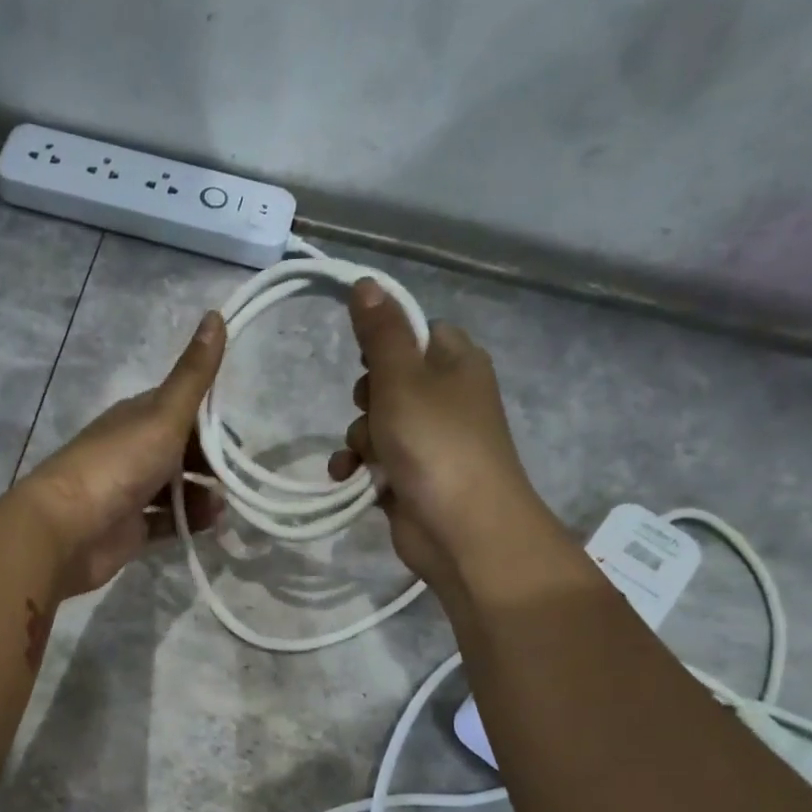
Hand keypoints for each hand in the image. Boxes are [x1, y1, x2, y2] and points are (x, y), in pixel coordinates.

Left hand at [18, 311, 226, 596]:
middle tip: (236, 478)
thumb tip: (216, 314)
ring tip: (222, 506)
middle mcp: (132, 450)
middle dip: (210, 463)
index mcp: (136, 416)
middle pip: (181, 451)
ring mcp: (129, 491)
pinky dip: (188, 521)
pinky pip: (167, 521)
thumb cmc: (118, 465)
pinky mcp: (130, 528)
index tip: (237, 440)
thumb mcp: (163, 414)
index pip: (181, 409)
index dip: (211, 422)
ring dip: (202, 495)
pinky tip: (207, 524)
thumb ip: (193, 375)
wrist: (68, 528)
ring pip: (176, 488)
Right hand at [329, 279, 561, 595]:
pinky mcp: (411, 476)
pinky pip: (375, 460)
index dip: (385, 341)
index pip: (416, 331)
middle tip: (373, 409)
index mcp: (457, 362)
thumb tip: (366, 282)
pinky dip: (359, 466)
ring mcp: (429, 440)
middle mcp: (447, 397)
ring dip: (359, 438)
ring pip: (376, 422)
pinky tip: (348, 477)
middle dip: (367, 398)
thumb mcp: (402, 378)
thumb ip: (380, 333)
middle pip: (389, 378)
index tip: (363, 357)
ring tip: (364, 455)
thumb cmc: (435, 444)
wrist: (462, 530)